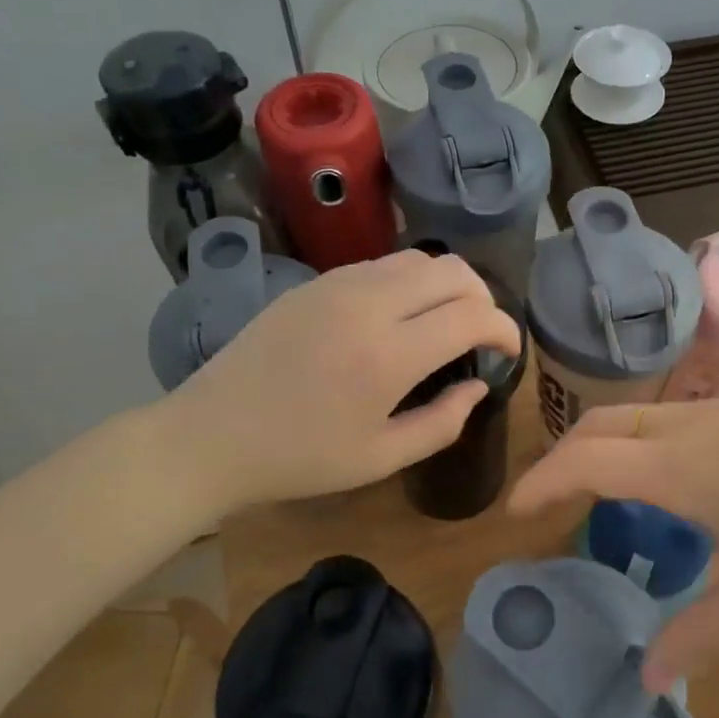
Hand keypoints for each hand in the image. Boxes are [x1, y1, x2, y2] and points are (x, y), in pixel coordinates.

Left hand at [154, 250, 520, 520]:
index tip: (508, 351)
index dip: (505, 329)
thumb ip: (443, 423)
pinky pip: (382, 265)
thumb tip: (478, 386)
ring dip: (447, 285)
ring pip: (419, 259)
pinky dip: (410, 282)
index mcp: (389, 355)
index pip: (473, 314)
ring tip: (443, 323)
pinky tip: (399, 317)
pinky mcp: (316, 282)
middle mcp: (369, 304)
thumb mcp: (380, 458)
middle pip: (453, 271)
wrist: (211, 435)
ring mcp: (339, 285)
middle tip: (480, 335)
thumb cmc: (299, 459)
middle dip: (483, 298)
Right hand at [507, 397, 718, 689]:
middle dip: (564, 456)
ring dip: (607, 446)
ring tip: (606, 492)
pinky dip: (646, 443)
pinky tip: (677, 482)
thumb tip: (646, 675)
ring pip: (639, 417)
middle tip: (550, 499)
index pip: (585, 462)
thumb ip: (698, 634)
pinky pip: (675, 419)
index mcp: (679, 469)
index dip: (542, 482)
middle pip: (602, 426)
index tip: (516, 511)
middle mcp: (689, 428)